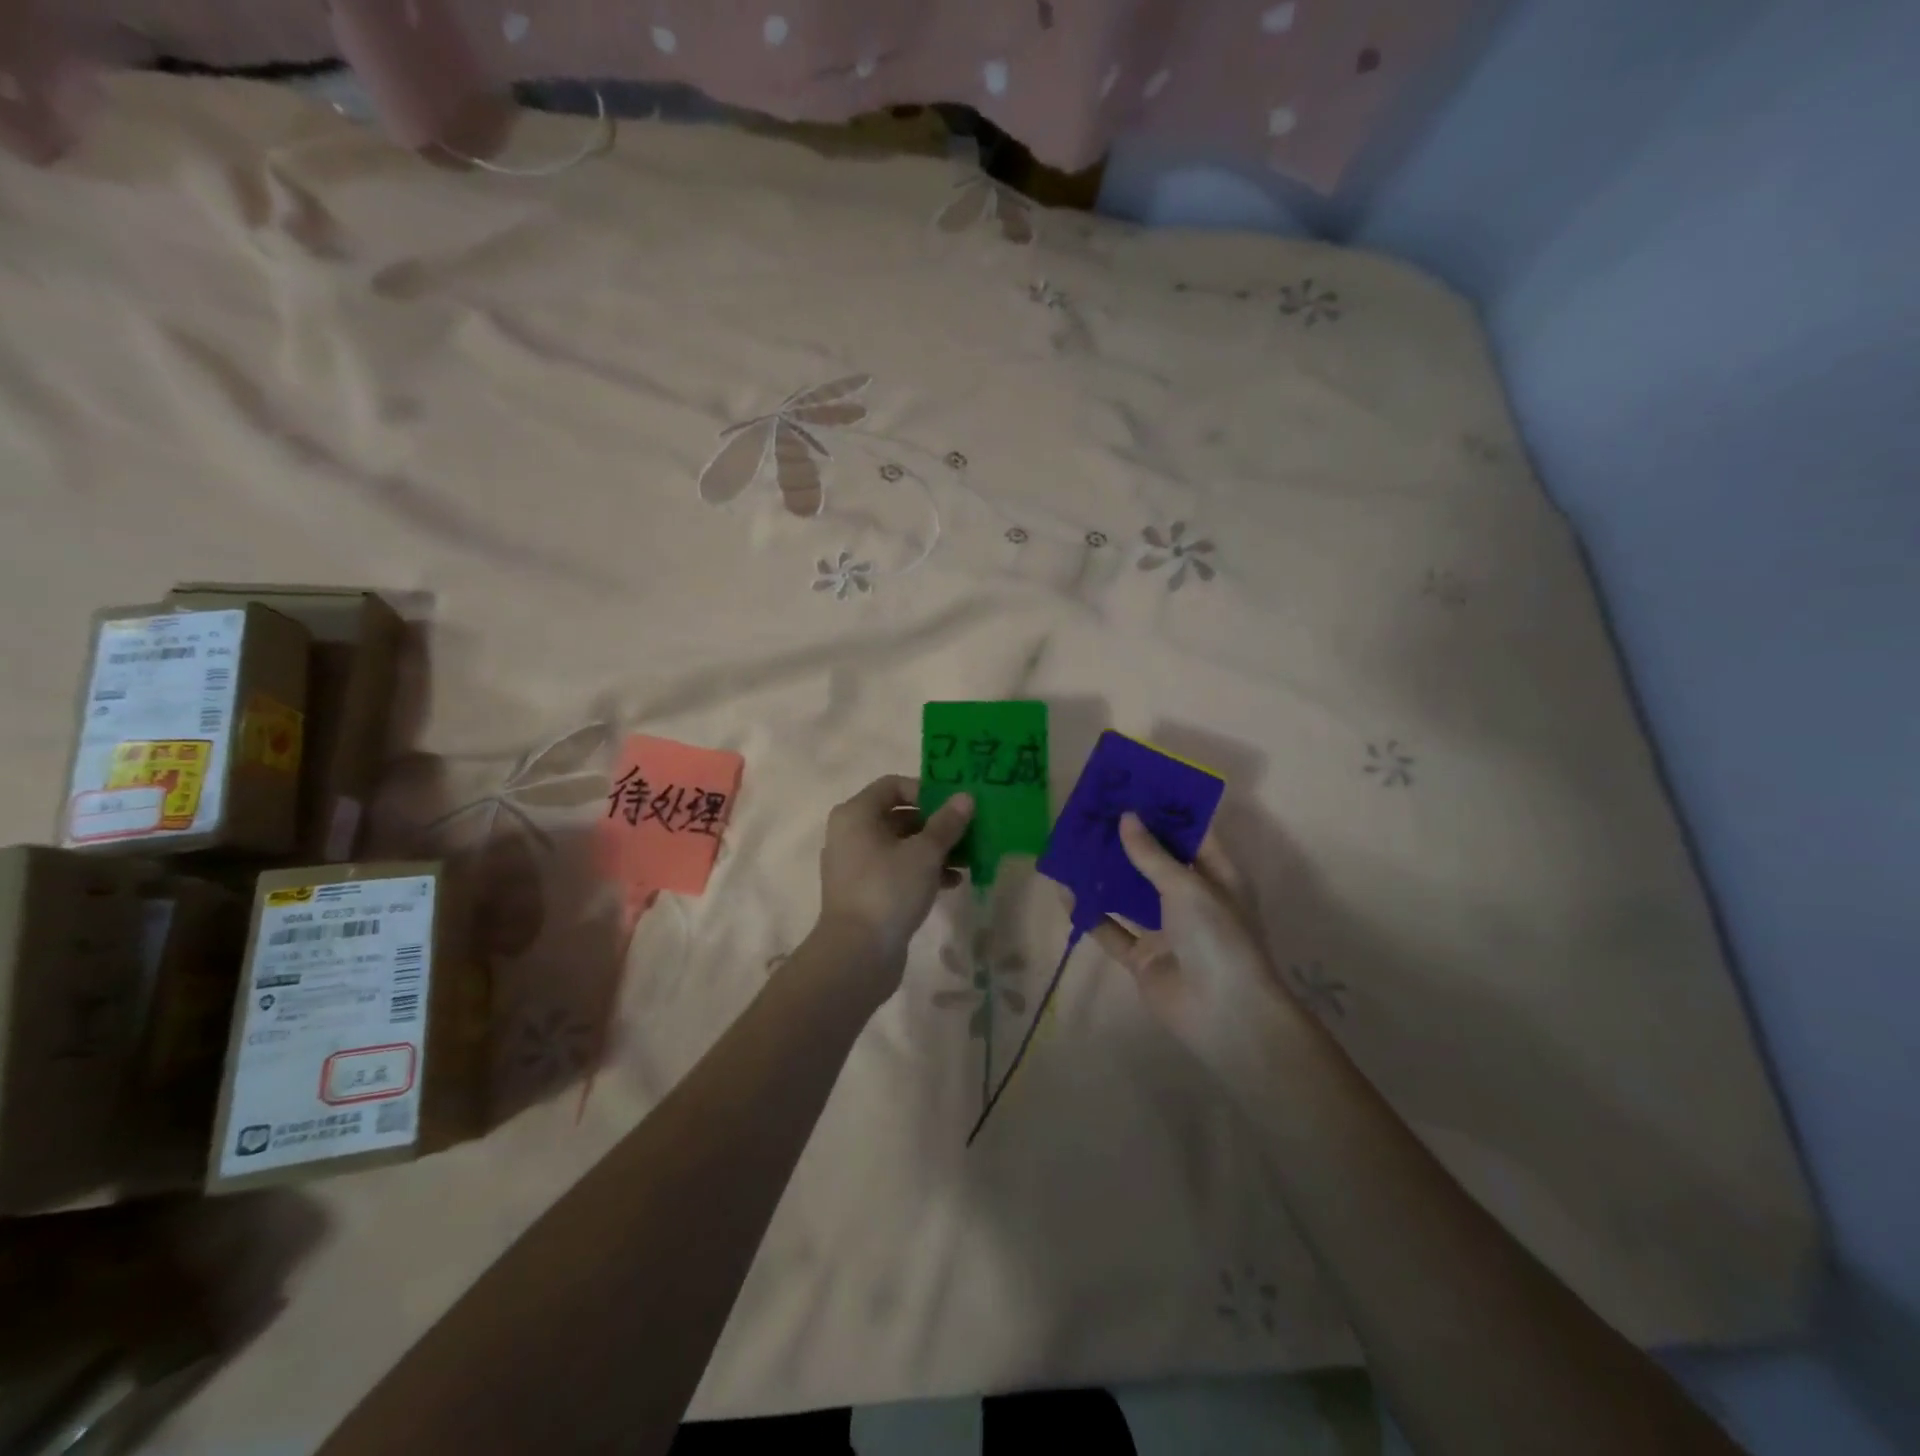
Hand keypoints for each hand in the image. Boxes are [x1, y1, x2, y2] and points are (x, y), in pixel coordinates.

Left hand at [810, 775, 973, 1001]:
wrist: (857, 954)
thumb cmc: (888, 890)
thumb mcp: (925, 853)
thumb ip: (947, 823)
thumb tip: (965, 797)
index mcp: (856, 814)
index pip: (893, 785)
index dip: (925, 790)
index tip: (954, 805)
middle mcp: (851, 834)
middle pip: (899, 815)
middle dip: (936, 823)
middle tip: (968, 831)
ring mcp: (856, 865)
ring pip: (901, 845)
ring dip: (934, 849)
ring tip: (967, 858)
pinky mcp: (866, 892)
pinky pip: (897, 869)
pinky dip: (922, 871)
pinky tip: (952, 882)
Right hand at [1074, 814, 1295, 1066]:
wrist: (1223, 1014)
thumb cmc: (1217, 937)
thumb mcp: (1186, 887)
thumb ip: (1152, 854)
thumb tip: (1126, 817)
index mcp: (1217, 877)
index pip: (1191, 835)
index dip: (1164, 812)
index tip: (1133, 788)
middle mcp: (1192, 900)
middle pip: (1155, 862)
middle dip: (1127, 840)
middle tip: (1095, 812)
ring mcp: (1165, 930)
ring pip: (1129, 894)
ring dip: (1105, 873)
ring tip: (1074, 843)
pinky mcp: (1142, 957)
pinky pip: (1111, 929)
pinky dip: (1090, 912)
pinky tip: (1065, 891)